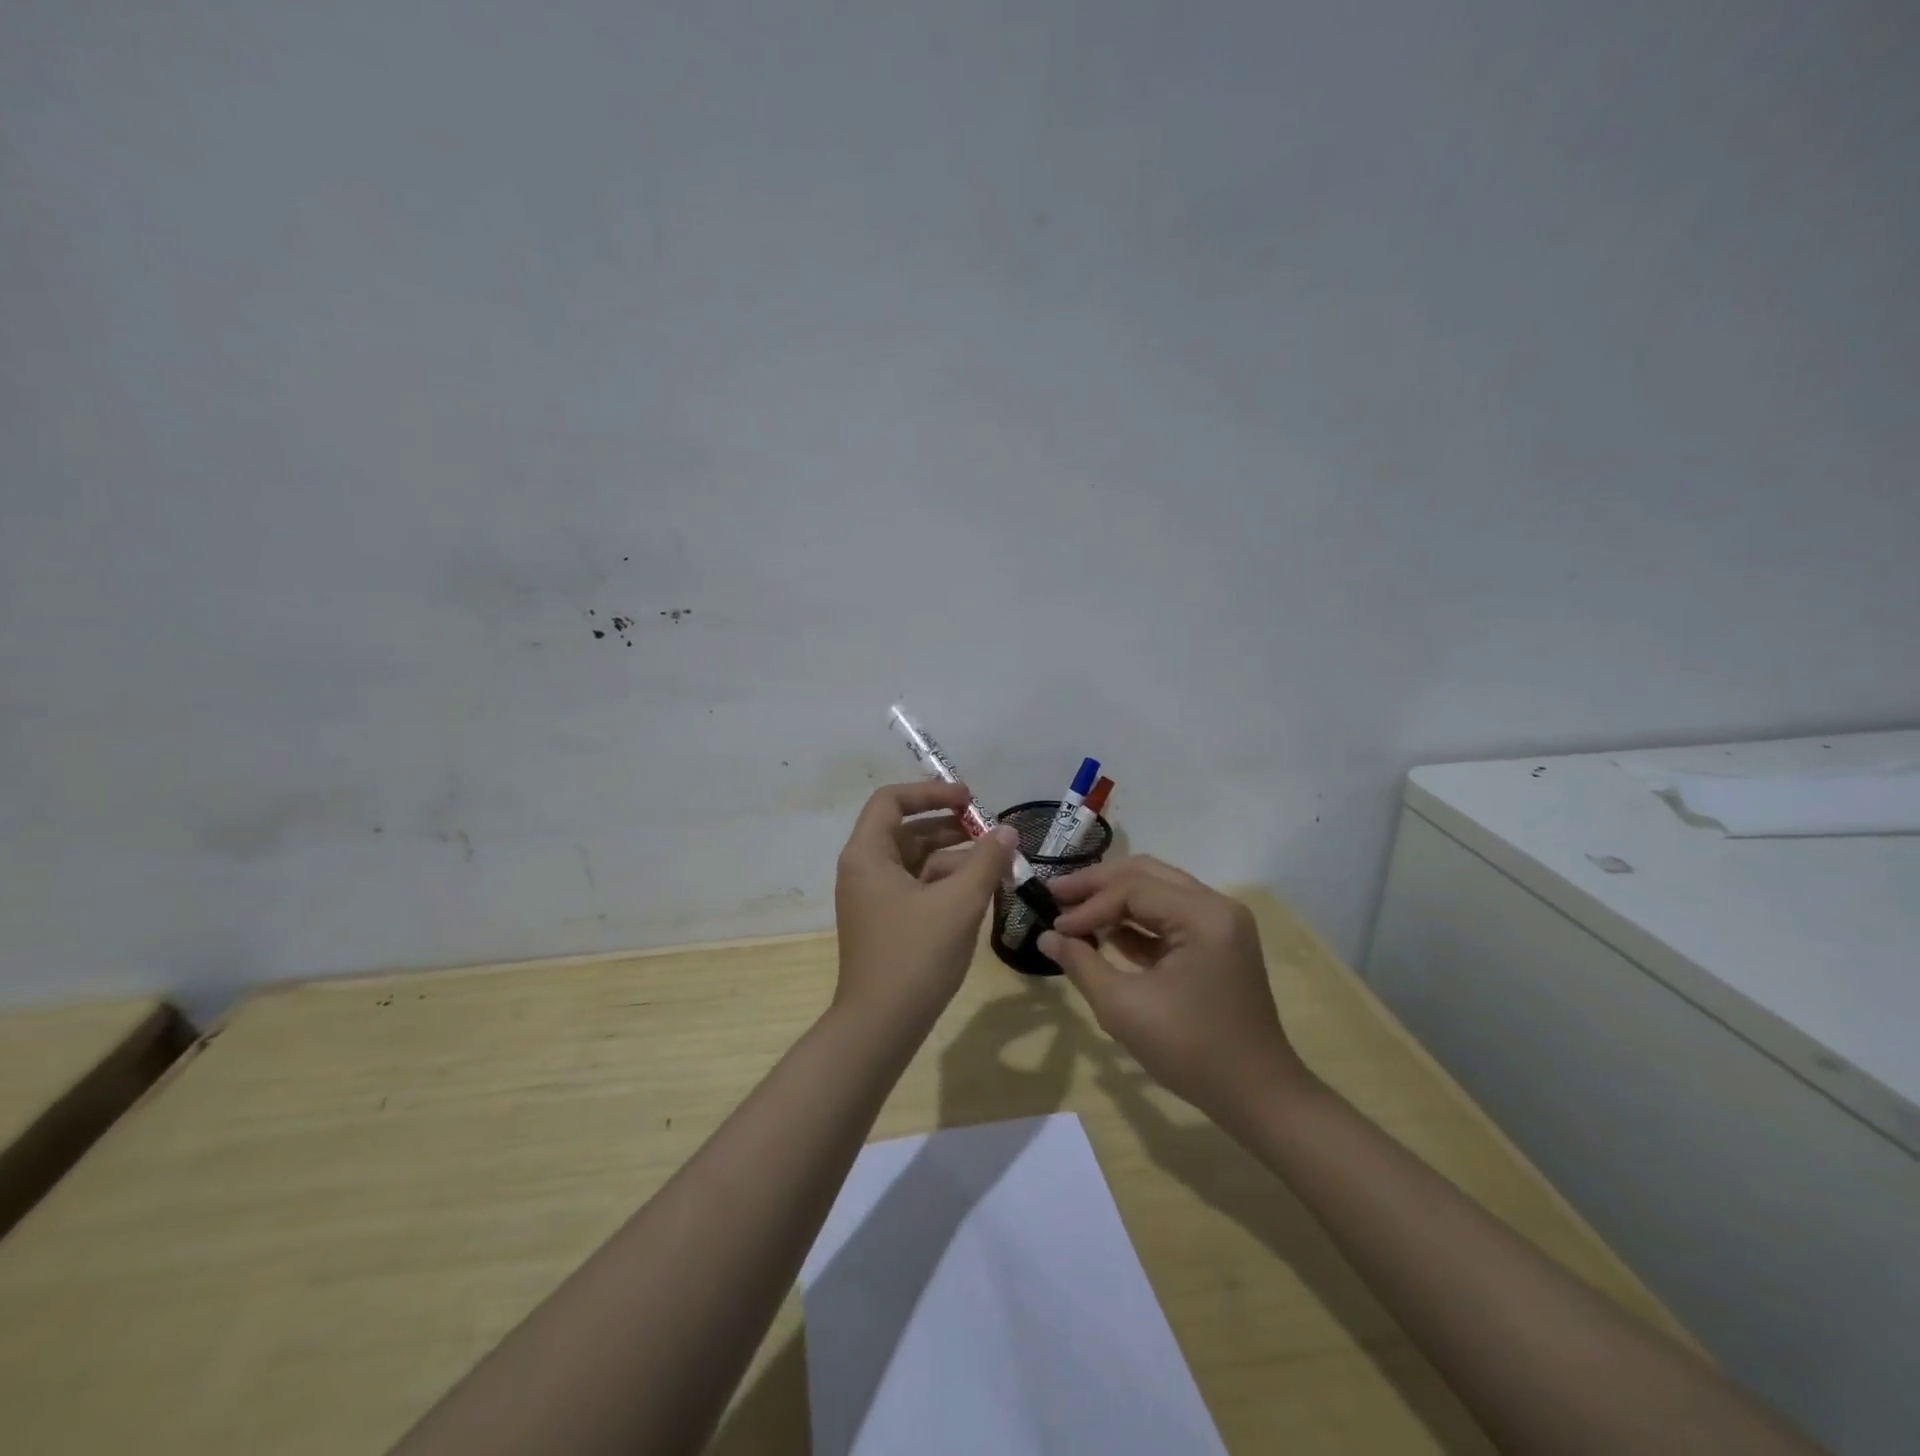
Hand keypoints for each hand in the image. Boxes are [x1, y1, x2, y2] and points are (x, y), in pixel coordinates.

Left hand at [833, 782, 1017, 1029]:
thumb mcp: (959, 903)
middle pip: (907, 830)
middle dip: (950, 829)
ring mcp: (874, 898)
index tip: (968, 800)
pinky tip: (979, 894)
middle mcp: (864, 870)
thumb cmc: (915, 956)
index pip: (892, 800)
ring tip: (995, 867)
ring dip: (954, 859)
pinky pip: (917, 887)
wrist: (880, 1027)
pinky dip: (945, 884)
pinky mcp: (886, 922)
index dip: (931, 792)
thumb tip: (1006, 830)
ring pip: (916, 861)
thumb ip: (986, 861)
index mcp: (867, 855)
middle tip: (990, 835)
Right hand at [1037, 856, 1310, 1127]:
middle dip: (1097, 885)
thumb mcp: (1124, 1007)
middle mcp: (1216, 906)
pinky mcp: (1217, 942)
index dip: (1088, 905)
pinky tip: (1102, 932)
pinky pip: (1168, 915)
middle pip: (1145, 874)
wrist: (1257, 1096)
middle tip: (1055, 894)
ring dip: (1114, 899)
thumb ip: (1081, 963)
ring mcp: (1220, 923)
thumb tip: (1046, 936)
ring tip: (1072, 910)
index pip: (1132, 889)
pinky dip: (1134, 920)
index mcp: (1203, 915)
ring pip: (1156, 890)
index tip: (1054, 925)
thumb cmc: (1191, 1051)